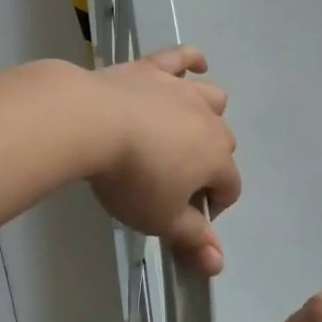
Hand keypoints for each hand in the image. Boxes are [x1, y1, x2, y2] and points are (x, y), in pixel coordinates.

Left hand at [86, 46, 240, 273]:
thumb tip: (218, 264)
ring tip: (186, 130)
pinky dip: (191, 60)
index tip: (184, 219)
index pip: (230, 187)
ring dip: (208, 114)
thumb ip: (192, 239)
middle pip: (222, 144)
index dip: (212, 207)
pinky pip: (180, 57)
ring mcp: (181, 90)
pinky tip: (196, 64)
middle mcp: (208, 120)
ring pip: (212, 98)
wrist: (92, 123)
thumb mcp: (161, 218)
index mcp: (216, 159)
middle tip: (172, 182)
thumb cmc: (131, 178)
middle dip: (208, 164)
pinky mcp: (152, 69)